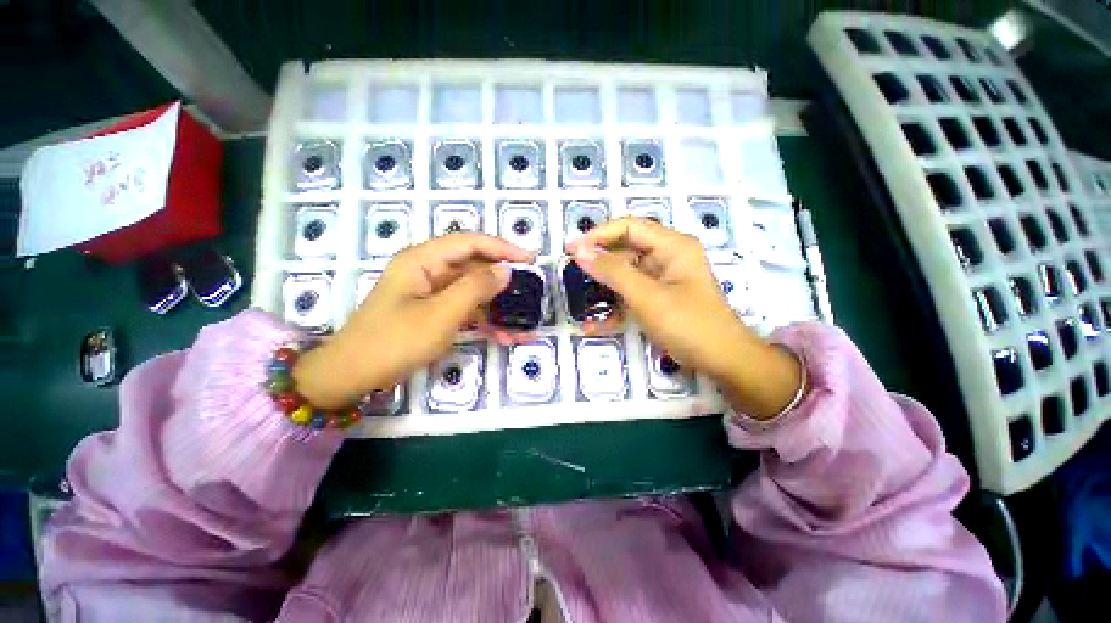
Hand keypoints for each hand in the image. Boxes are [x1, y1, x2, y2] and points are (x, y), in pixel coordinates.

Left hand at [294, 234, 531, 407]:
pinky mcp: (434, 312)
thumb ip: (475, 289)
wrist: (353, 376)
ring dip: (498, 309)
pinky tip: (505, 336)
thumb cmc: (394, 341)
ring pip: (473, 292)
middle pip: (474, 268)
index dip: (503, 248)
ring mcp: (431, 293)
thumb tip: (506, 270)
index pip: (470, 243)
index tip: (530, 260)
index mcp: (423, 260)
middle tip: (531, 293)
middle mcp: (428, 271)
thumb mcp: (440, 315)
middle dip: (503, 283)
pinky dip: (485, 322)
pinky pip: (465, 310)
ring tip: (524, 326)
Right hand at [567, 218, 801, 418]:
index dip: (598, 236)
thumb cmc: (688, 324)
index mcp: (671, 246)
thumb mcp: (647, 297)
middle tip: (571, 275)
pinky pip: (630, 295)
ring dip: (603, 288)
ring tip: (578, 299)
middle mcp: (666, 256)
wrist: (721, 360)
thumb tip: (580, 252)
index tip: (571, 250)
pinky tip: (594, 324)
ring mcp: (662, 279)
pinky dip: (614, 307)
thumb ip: (613, 272)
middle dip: (598, 263)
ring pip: (624, 275)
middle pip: (625, 250)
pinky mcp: (657, 298)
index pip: (628, 227)